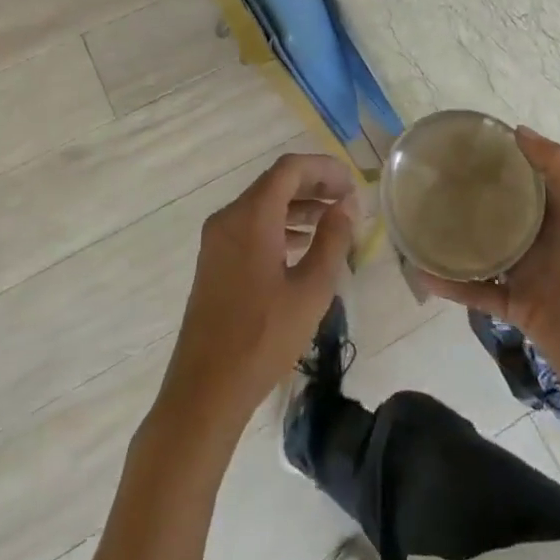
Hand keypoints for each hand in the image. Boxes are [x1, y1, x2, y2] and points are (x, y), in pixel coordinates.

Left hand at [155, 152, 355, 441]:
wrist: (205, 390)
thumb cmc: (263, 338)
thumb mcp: (311, 289)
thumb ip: (333, 240)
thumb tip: (347, 205)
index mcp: (251, 217)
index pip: (290, 169)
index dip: (325, 169)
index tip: (353, 185)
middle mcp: (229, 218)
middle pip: (275, 183)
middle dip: (314, 185)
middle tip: (348, 201)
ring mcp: (217, 240)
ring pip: (263, 205)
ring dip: (298, 206)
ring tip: (333, 222)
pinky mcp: (214, 261)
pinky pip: (250, 226)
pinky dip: (279, 225)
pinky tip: (302, 246)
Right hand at [420, 128, 559, 412]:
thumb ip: (559, 167)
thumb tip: (518, 130)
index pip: (524, 177)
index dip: (497, 160)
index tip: (460, 144)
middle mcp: (542, 237)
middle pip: (498, 211)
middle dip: (468, 196)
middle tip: (427, 180)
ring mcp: (528, 274)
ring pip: (482, 250)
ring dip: (453, 238)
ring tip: (415, 221)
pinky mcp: (517, 308)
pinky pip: (478, 292)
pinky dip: (452, 284)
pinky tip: (423, 272)